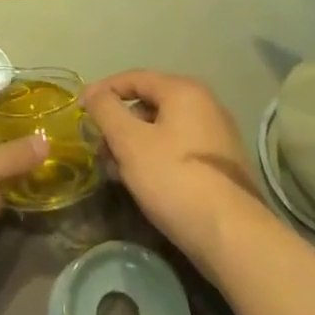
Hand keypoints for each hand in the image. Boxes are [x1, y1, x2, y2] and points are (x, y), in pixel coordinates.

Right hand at [82, 70, 258, 264]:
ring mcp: (218, 136)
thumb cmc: (175, 179)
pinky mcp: (223, 167)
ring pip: (165, 129)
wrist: (234, 237)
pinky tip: (144, 183)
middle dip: (120, 123)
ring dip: (136, 144)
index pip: (135, 78)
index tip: (81, 109)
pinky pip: (180, 150)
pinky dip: (157, 158)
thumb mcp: (130, 142)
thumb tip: (92, 91)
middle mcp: (206, 104)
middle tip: (99, 146)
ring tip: (116, 170)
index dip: (104, 91)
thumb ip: (107, 110)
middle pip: (151, 103)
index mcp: (184, 90)